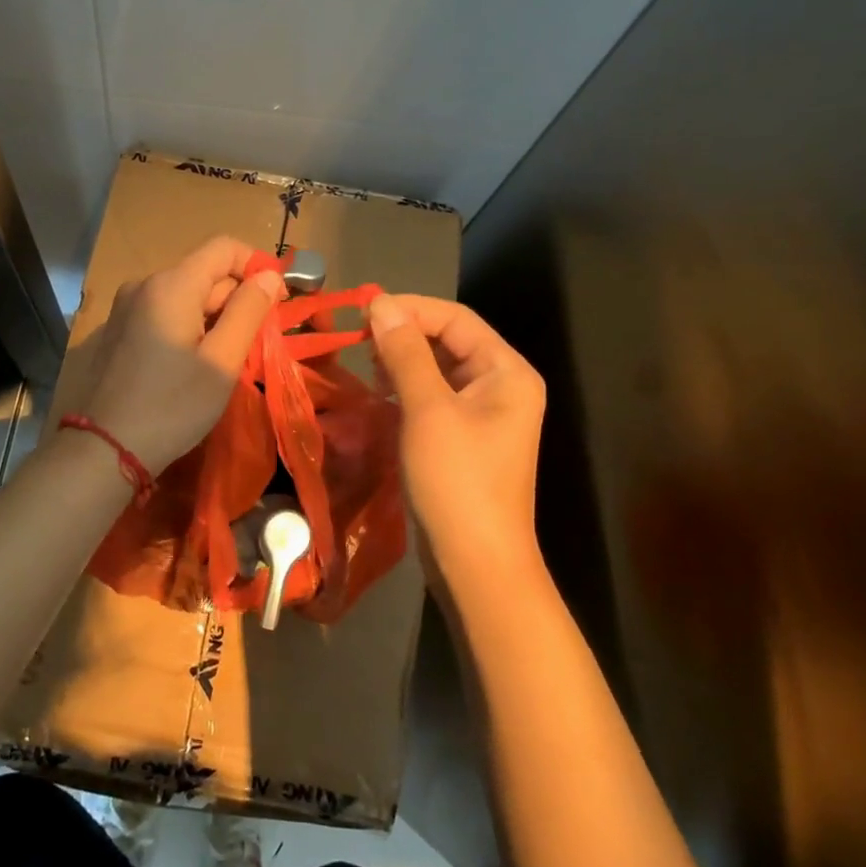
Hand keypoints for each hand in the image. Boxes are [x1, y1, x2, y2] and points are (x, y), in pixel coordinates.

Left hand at [79, 236, 286, 472]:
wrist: (104, 448)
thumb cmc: (172, 406)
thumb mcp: (222, 361)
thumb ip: (248, 311)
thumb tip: (269, 276)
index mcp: (171, 285)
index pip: (224, 247)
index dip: (256, 267)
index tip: (276, 304)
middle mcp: (144, 285)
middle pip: (204, 273)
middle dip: (236, 299)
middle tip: (255, 343)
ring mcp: (125, 308)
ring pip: (185, 296)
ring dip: (213, 317)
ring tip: (225, 359)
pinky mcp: (117, 331)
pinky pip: (163, 314)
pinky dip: (187, 327)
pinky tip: (190, 366)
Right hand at [369, 293, 545, 577]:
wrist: (476, 563)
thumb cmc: (457, 480)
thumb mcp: (428, 409)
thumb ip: (405, 352)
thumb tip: (381, 303)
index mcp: (507, 371)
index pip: (456, 318)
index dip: (409, 309)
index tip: (362, 312)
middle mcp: (502, 386)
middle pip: (450, 341)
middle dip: (405, 335)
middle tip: (359, 342)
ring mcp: (485, 416)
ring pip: (440, 370)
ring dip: (403, 362)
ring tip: (368, 368)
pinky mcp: (466, 440)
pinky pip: (435, 399)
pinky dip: (407, 390)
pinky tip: (381, 396)